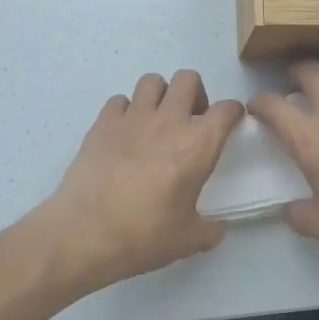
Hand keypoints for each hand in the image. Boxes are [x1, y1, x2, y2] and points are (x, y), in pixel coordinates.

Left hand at [36, 70, 244, 292]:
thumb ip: (210, 230)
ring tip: (156, 120)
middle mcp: (168, 121)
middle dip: (195, 93)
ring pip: (152, 81)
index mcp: (197, 146)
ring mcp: (132, 118)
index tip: (231, 122)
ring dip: (160, 95)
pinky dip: (126, 110)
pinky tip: (124, 133)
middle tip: (191, 119)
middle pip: (187, 79)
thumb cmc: (144, 236)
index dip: (233, 112)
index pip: (226, 110)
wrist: (85, 233)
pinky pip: (119, 100)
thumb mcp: (188, 240)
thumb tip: (217, 228)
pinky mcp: (102, 123)